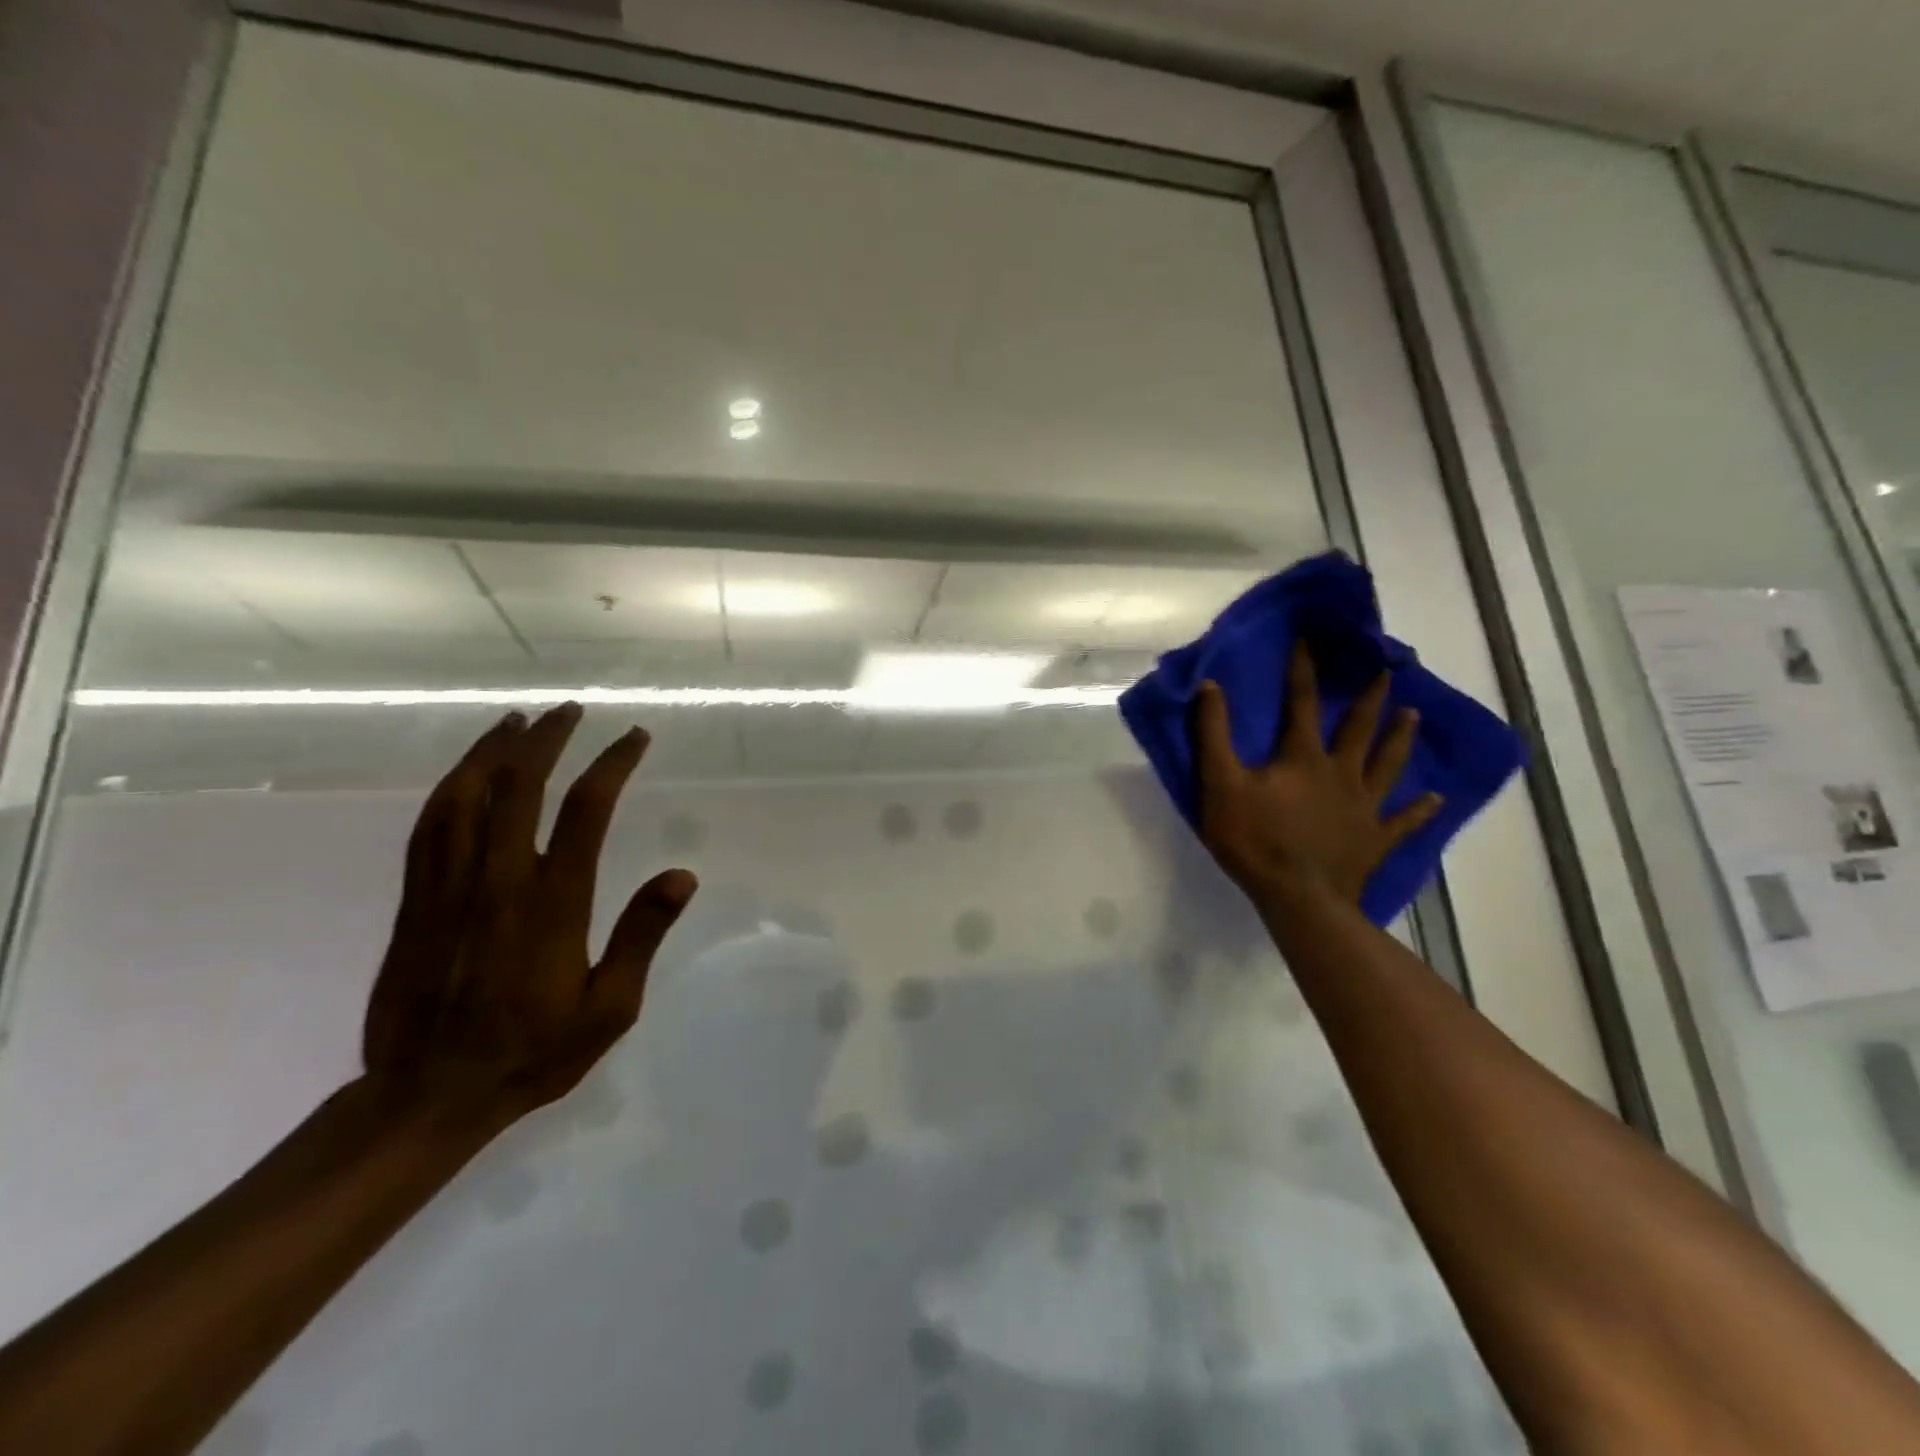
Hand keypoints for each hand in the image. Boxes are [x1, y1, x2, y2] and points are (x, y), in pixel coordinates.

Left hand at [360, 703, 696, 1139]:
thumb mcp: (610, 1009)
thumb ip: (642, 936)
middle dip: (547, 740)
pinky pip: (428, 828)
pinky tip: (465, 773)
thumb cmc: (533, 1052)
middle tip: (570, 711)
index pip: (585, 812)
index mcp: (551, 905)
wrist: (428, 1097)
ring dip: (492, 752)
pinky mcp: (414, 903)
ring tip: (516, 722)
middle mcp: (497, 883)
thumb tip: (683, 875)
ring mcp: (447, 889)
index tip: (633, 738)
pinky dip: (449, 788)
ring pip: (464, 798)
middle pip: (519, 788)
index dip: (611, 765)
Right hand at [1193, 645, 1441, 907]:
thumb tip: (1210, 687)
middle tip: (1386, 671)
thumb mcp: (1220, 784)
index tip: (1310, 640)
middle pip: (1359, 729)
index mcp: (1303, 758)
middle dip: (1369, 698)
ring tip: (1413, 714)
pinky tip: (1436, 799)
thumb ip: (1213, 735)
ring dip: (1400, 738)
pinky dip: (1421, 810)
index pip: (1301, 704)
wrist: (1298, 898)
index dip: (1303, 670)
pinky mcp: (1375, 840)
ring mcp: (1364, 807)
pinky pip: (1403, 821)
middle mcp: (1341, 773)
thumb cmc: (1254, 840)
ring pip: (1387, 765)